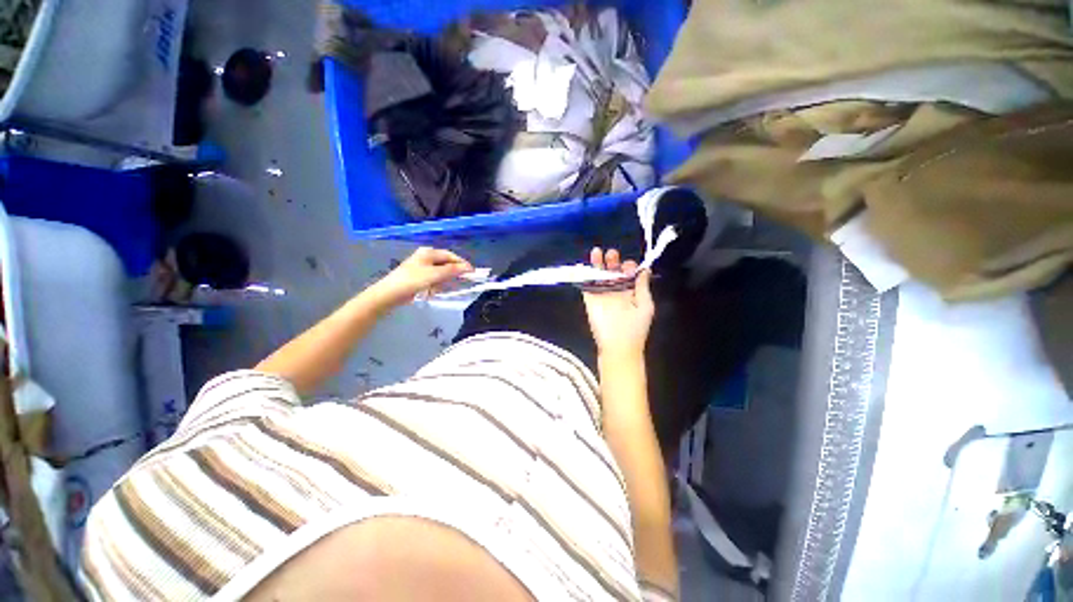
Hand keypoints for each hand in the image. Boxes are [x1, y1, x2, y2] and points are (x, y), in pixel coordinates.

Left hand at [370, 247, 473, 307]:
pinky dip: (440, 283)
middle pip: (446, 263)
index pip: (451, 256)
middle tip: (466, 280)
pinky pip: (434, 278)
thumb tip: (468, 268)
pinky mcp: (418, 276)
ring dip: (448, 278)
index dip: (462, 264)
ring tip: (454, 286)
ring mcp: (421, 267)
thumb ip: (453, 271)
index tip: (473, 273)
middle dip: (456, 271)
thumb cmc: (413, 281)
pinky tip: (440, 289)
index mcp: (429, 252)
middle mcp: (425, 257)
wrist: (390, 294)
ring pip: (441, 271)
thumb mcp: (435, 275)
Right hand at [582, 248, 653, 358]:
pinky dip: (583, 275)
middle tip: (612, 253)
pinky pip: (586, 285)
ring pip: (599, 276)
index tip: (628, 264)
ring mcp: (602, 295)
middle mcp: (617, 292)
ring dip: (598, 264)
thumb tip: (645, 269)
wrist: (618, 346)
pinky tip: (584, 265)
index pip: (629, 275)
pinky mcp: (590, 300)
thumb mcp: (645, 305)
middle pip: (613, 272)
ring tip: (597, 251)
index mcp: (632, 292)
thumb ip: (642, 286)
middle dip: (613, 261)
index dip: (628, 267)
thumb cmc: (635, 327)